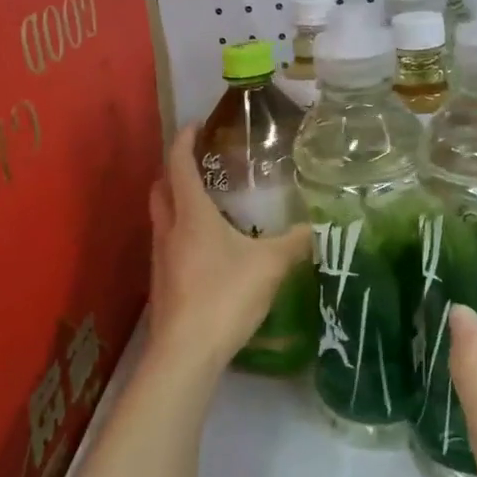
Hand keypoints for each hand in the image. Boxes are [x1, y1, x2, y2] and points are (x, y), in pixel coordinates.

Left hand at [146, 123, 310, 376]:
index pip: (179, 165)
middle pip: (160, 187)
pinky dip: (181, 231)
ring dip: (176, 201)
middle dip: (175, 169)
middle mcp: (169, 230)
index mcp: (191, 215)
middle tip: (201, 163)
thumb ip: (294, 243)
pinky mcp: (162, 282)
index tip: (196, 124)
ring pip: (162, 216)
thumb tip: (316, 227)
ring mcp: (160, 257)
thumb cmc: (225, 296)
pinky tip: (207, 247)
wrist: (186, 352)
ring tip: (208, 203)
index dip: (185, 140)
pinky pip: (168, 242)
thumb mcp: (270, 266)